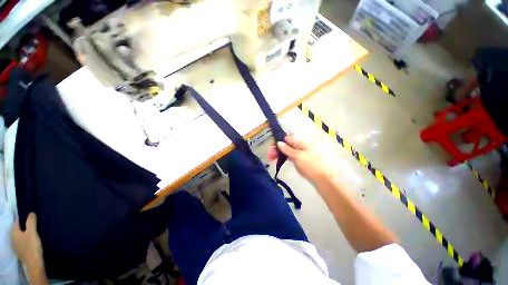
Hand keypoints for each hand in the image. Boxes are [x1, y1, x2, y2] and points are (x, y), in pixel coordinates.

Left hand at [11, 213, 46, 282]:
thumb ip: (31, 221)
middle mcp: (12, 238)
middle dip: (25, 227)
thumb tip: (31, 213)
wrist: (34, 263)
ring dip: (26, 234)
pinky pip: (23, 242)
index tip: (31, 218)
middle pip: (18, 229)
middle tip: (34, 225)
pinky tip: (33, 241)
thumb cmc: (32, 246)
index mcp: (13, 232)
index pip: (17, 222)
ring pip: (21, 236)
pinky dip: (27, 240)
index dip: (24, 218)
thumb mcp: (32, 232)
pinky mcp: (21, 251)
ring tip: (35, 232)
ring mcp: (16, 246)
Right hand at [268, 135, 327, 182]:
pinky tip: (276, 159)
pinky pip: (287, 156)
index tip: (271, 146)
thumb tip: (278, 142)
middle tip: (269, 155)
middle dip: (276, 149)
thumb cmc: (309, 165)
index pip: (287, 139)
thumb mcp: (298, 156)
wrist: (318, 178)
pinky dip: (281, 157)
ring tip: (270, 158)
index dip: (278, 141)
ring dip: (277, 153)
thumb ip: (288, 149)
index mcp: (300, 144)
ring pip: (285, 151)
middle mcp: (298, 147)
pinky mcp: (296, 160)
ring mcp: (297, 153)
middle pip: (285, 145)